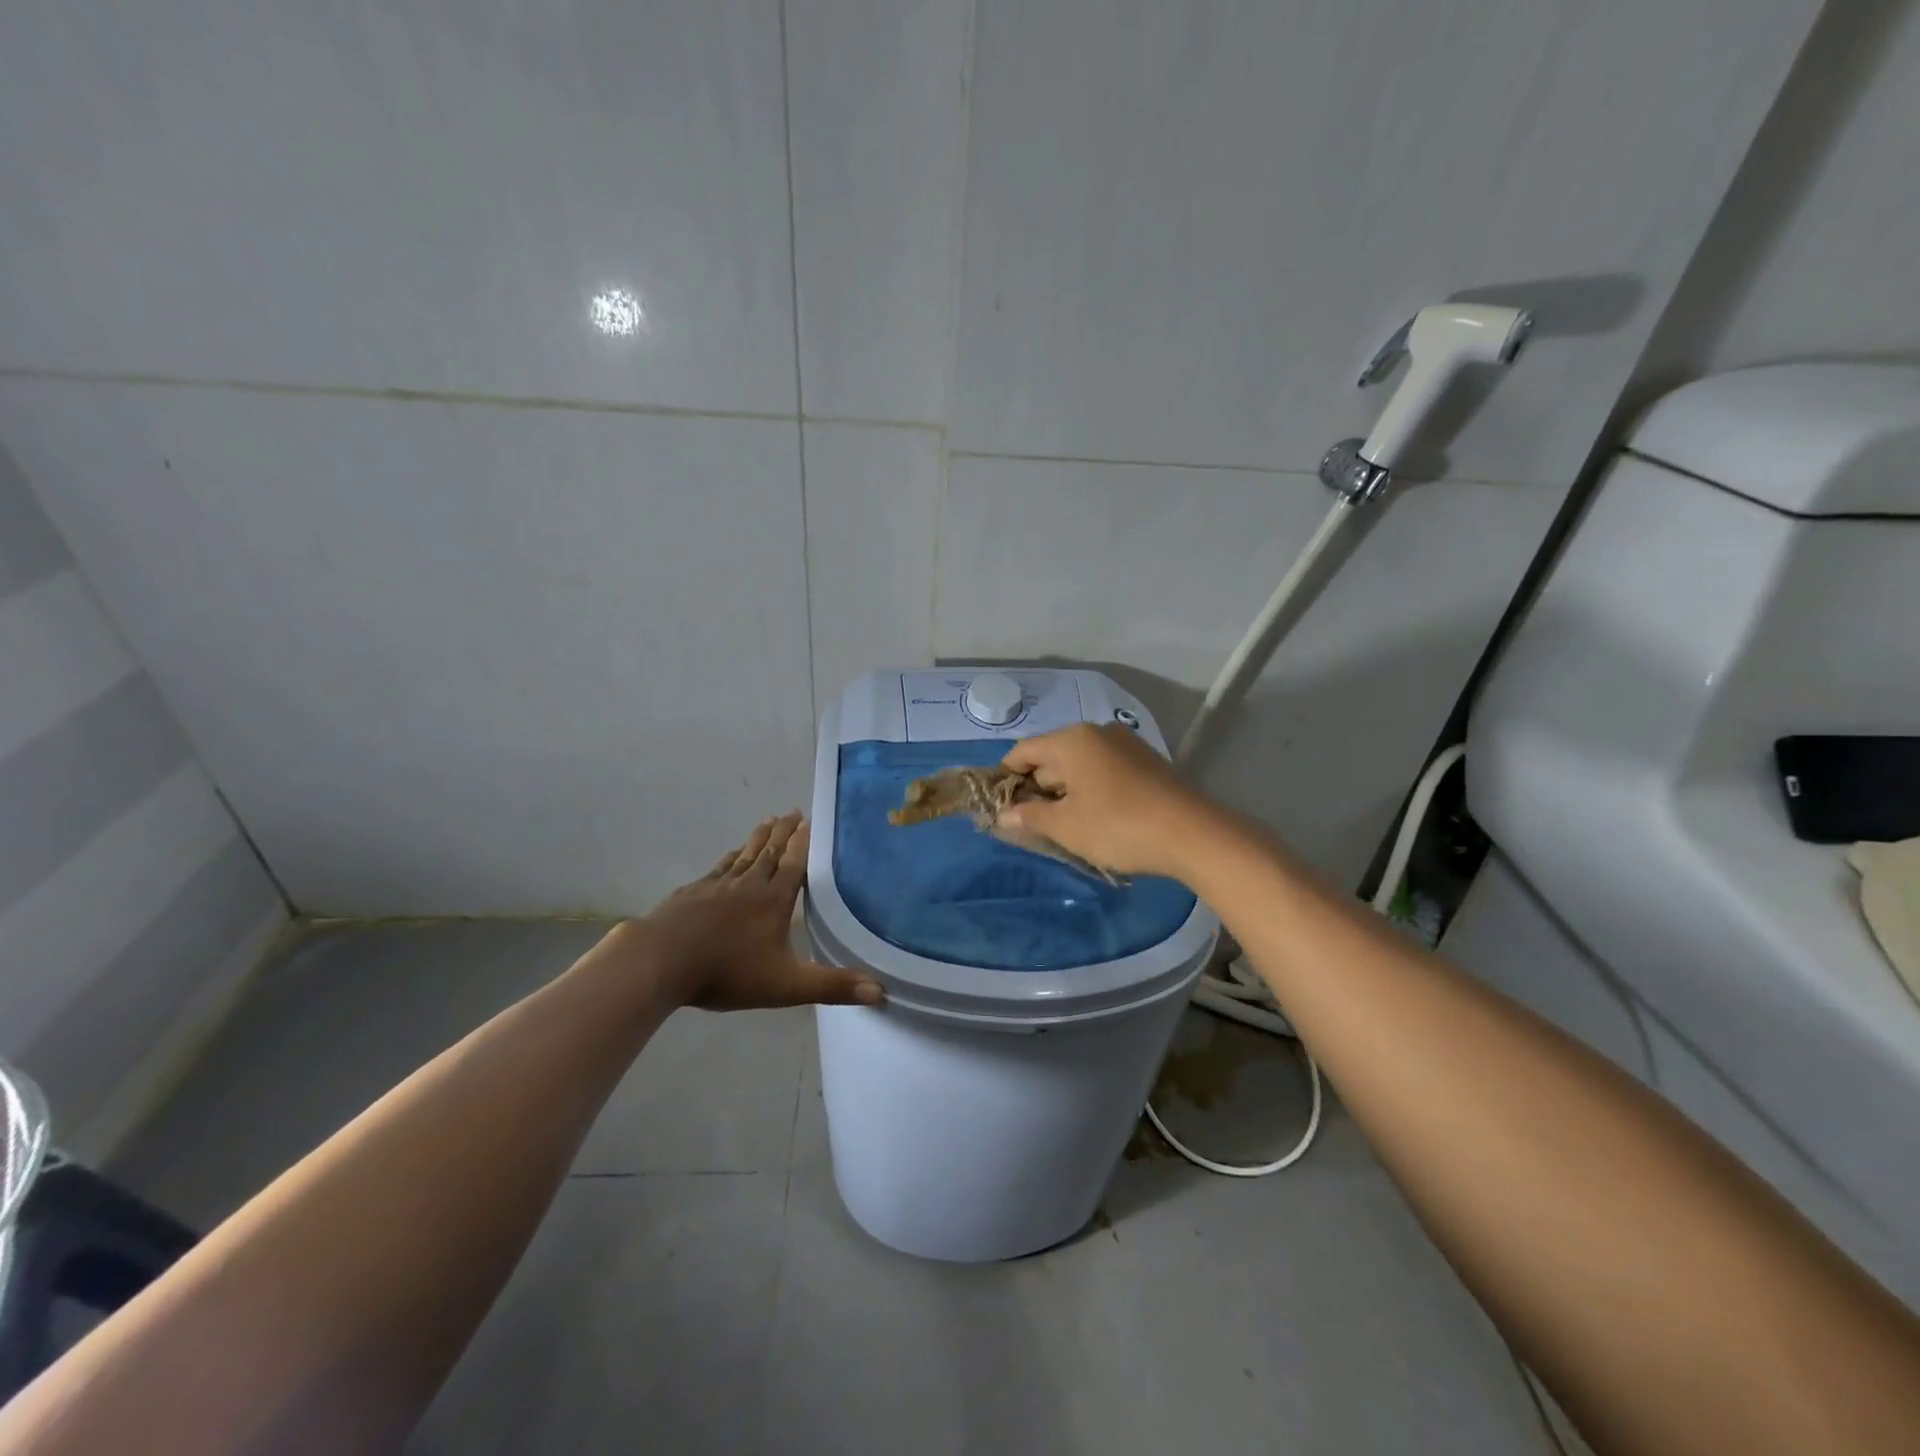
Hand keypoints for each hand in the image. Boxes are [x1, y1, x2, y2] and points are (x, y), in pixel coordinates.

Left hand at [601, 814, 883, 1011]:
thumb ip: (832, 987)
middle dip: (784, 832)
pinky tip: (730, 855)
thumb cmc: (727, 972)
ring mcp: (717, 886)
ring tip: (768, 822)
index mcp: (774, 901)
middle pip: (770, 852)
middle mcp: (749, 884)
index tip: (811, 820)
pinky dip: (730, 857)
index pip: (795, 864)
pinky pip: (718, 868)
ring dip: (759, 838)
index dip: (804, 843)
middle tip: (793, 811)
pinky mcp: (692, 893)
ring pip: (744, 855)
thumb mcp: (786, 986)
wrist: (662, 962)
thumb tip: (881, 991)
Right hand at [999, 723, 1216, 879]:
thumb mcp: (1066, 826)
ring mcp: (1125, 745)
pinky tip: (1093, 817)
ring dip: (1064, 791)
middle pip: (1052, 756)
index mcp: (1072, 740)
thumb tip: (1003, 816)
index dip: (1006, 777)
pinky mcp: (1146, 763)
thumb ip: (1030, 817)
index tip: (998, 805)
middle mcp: (1097, 733)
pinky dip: (1090, 789)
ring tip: (1060, 824)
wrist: (1192, 833)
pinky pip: (1104, 770)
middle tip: (1028, 822)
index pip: (1024, 751)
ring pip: (1080, 765)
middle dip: (1036, 787)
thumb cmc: (1117, 825)